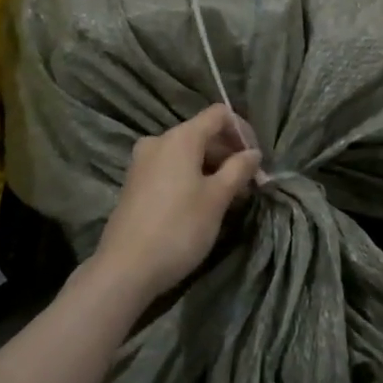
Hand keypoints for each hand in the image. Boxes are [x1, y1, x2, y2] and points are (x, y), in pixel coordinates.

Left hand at [89, 105, 261, 304]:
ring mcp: (142, 163)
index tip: (256, 160)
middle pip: (202, 133)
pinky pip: (171, 169)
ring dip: (212, 168)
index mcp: (180, 138)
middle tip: (247, 184)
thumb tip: (253, 153)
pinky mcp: (135, 184)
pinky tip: (201, 204)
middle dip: (228, 154)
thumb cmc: (179, 228)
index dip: (242, 131)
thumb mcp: (217, 199)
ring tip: (228, 197)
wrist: (125, 268)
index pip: (218, 114)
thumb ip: (238, 170)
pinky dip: (191, 177)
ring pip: (186, 154)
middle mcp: (158, 142)